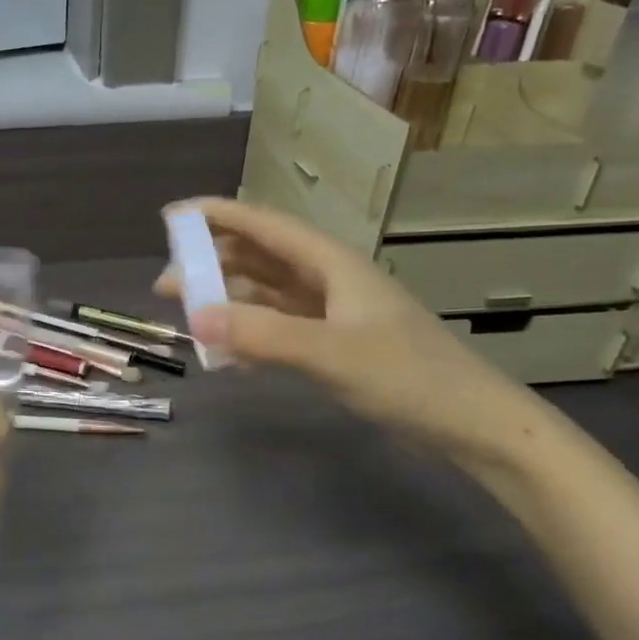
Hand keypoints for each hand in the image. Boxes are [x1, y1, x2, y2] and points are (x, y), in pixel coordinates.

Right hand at [156, 198, 545, 465]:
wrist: (471, 424)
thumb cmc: (408, 377)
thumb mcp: (331, 353)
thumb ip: (263, 334)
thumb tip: (195, 317)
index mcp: (330, 263)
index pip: (264, 225)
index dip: (217, 215)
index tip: (171, 218)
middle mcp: (328, 279)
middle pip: (258, 258)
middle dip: (211, 264)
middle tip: (166, 284)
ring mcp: (332, 313)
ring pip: (266, 294)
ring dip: (227, 300)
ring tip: (187, 316)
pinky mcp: (334, 343)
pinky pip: (278, 327)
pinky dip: (249, 333)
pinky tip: (228, 354)